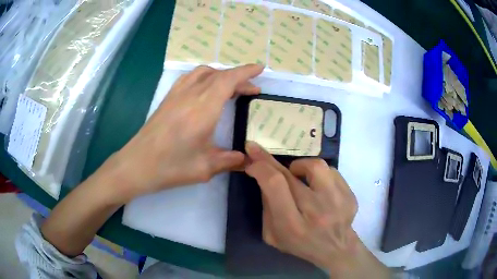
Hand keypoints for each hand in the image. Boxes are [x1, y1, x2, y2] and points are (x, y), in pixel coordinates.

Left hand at [106, 64, 263, 200]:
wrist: (137, 164)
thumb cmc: (171, 166)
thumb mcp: (205, 168)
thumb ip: (230, 161)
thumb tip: (247, 159)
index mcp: (203, 109)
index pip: (228, 80)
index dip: (246, 72)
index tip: (259, 68)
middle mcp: (191, 95)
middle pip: (219, 75)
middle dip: (238, 77)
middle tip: (251, 89)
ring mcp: (177, 94)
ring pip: (203, 72)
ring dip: (221, 75)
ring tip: (230, 86)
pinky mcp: (168, 98)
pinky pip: (190, 78)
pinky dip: (204, 76)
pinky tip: (205, 89)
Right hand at [245, 142, 389, 277]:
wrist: (336, 249)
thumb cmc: (301, 244)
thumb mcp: (273, 235)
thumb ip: (267, 207)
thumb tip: (264, 176)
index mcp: (293, 226)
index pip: (275, 185)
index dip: (261, 167)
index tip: (251, 160)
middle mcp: (317, 211)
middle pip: (291, 174)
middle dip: (269, 160)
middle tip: (260, 154)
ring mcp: (338, 202)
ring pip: (316, 166)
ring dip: (300, 166)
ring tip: (297, 176)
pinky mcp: (350, 195)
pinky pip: (331, 171)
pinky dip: (319, 174)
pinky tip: (317, 186)